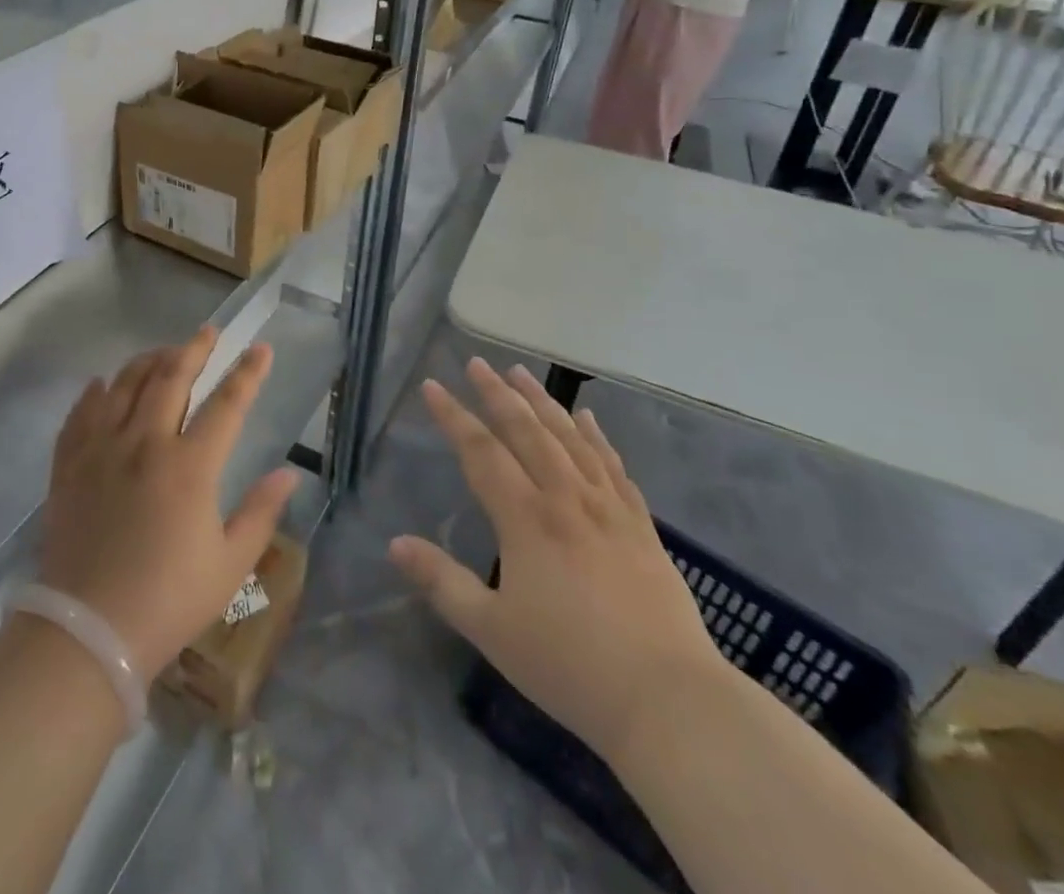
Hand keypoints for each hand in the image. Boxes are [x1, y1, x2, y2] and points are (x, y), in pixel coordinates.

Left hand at [39, 327, 299, 682]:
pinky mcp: (70, 465)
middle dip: (194, 349)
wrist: (87, 631)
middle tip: (208, 332)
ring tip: (163, 353)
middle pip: (171, 377)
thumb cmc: (168, 600)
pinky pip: (81, 413)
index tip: (261, 348)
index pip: (227, 403)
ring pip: (125, 384)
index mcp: (190, 466)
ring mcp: (102, 449)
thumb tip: (288, 474)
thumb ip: (261, 513)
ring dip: (148, 361)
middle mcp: (145, 443)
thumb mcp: (230, 564)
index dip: (247, 373)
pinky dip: (95, 392)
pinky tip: (102, 384)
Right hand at [389, 360, 724, 763]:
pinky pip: (613, 465)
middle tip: (477, 363)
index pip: (480, 451)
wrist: (669, 701)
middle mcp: (566, 498)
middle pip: (526, 431)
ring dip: (542, 402)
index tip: (432, 386)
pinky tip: (587, 418)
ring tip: (521, 373)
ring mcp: (608, 508)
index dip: (453, 416)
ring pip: (569, 438)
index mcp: (526, 519)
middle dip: (497, 394)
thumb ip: (441, 582)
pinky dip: (596, 436)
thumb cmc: (570, 666)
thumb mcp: (491, 630)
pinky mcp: (641, 526)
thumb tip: (394, 542)